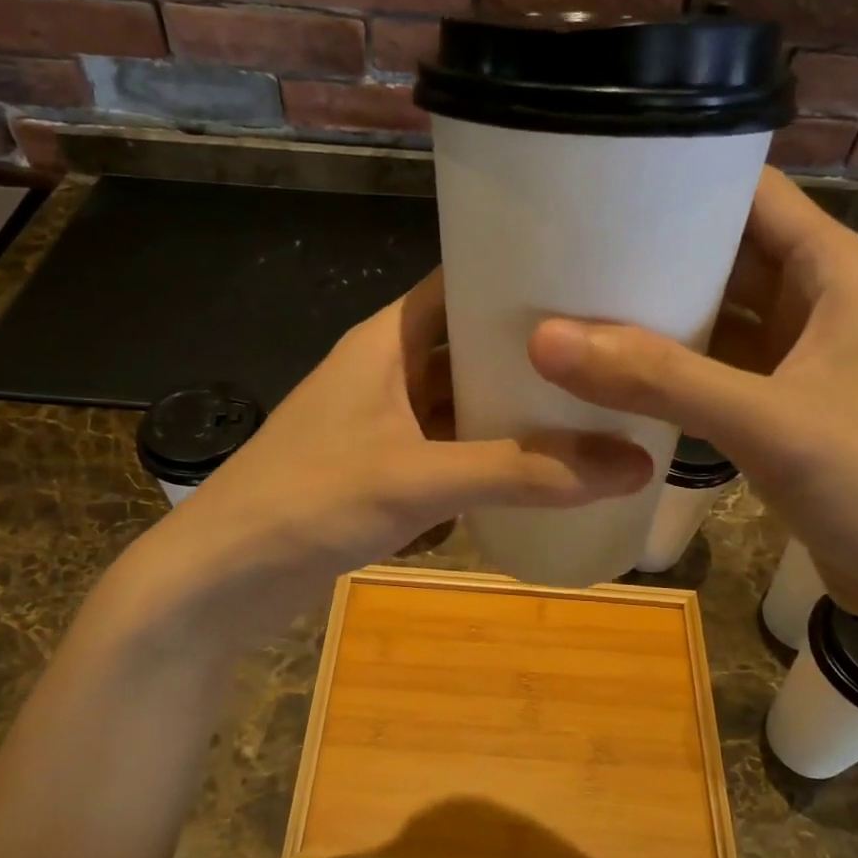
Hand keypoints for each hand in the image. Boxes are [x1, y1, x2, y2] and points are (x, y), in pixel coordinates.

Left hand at [111, 269, 650, 641]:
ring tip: (592, 409)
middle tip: (609, 356)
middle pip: (468, 348)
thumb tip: (635, 463)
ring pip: (460, 405)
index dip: (518, 278)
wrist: (223, 580)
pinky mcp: (381, 474)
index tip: (591, 283)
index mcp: (385, 342)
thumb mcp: (421, 479)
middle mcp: (385, 373)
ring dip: (510, 412)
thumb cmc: (310, 501)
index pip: (459, 283)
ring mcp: (382, 426)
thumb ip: (524, 472)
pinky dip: (486, 458)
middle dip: (530, 355)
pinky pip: (448, 452)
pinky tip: (538, 470)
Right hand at [528, 167, 857, 637]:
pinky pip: (719, 376)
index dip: (686, 175)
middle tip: (567, 250)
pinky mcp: (788, 417)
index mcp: (839, 275)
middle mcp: (822, 308)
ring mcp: (805, 366)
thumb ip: (660, 380)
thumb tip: (546, 339)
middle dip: (657, 252)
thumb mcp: (770, 421)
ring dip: (661, 317)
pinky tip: (618, 379)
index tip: (602, 180)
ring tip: (576, 306)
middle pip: (730, 257)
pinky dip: (674, 374)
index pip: (756, 194)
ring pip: (721, 321)